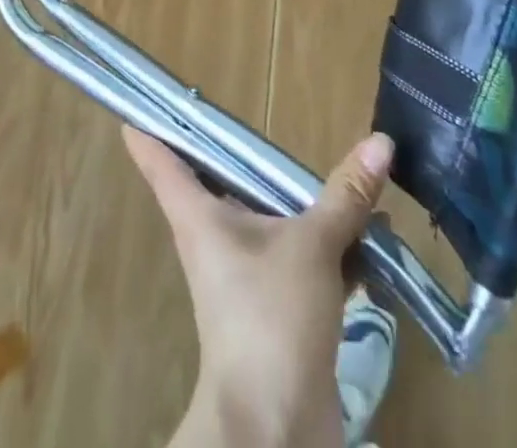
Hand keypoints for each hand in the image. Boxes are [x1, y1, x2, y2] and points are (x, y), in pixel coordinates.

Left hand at [123, 126, 392, 447]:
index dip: (150, 127)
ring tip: (347, 176)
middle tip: (264, 120)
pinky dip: (327, 245)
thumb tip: (380, 140)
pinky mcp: (274, 307)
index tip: (136, 103)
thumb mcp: (312, 245)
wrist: (273, 429)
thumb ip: (345, 195)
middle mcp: (214, 238)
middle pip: (219, 181)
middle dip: (245, 155)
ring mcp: (243, 274)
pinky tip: (369, 236)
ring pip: (268, 219)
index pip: (161, 160)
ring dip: (303, 202)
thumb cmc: (270, 318)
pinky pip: (297, 258)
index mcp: (199, 215)